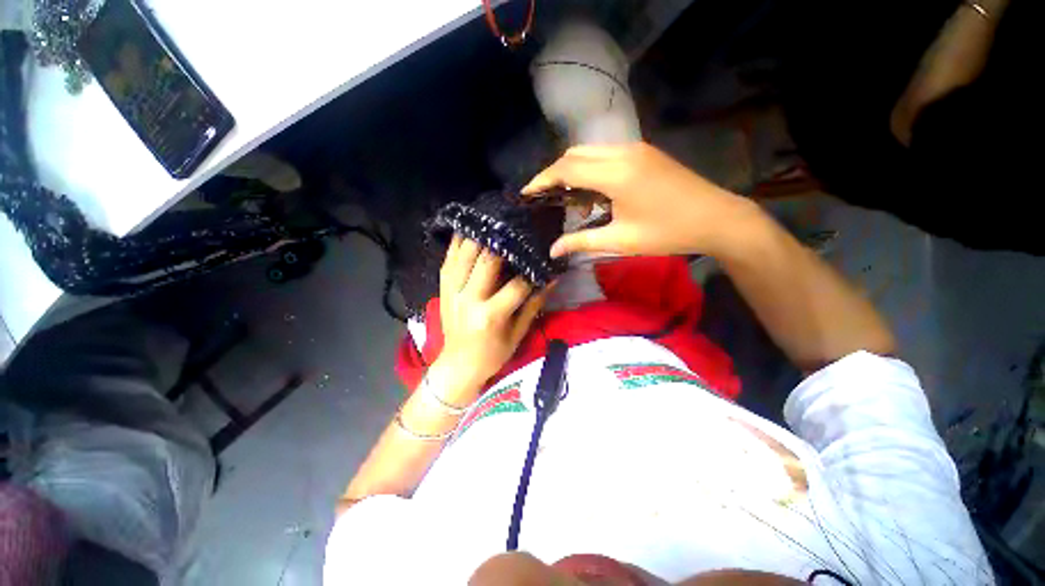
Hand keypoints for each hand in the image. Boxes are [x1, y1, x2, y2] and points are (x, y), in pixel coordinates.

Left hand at [435, 236, 549, 394]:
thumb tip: (552, 280)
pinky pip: (448, 259)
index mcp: (490, 316)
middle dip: (503, 243)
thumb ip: (534, 305)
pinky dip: (458, 242)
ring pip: (465, 254)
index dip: (532, 271)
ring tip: (494, 222)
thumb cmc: (492, 354)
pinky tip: (468, 228)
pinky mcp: (442, 288)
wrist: (458, 365)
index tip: (541, 259)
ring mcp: (451, 292)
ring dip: (480, 235)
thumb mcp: (518, 334)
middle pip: (487, 261)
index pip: (516, 285)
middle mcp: (468, 300)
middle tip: (516, 228)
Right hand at [522, 142, 760, 258]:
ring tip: (566, 198)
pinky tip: (592, 191)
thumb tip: (553, 249)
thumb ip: (581, 242)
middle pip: (575, 154)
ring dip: (572, 169)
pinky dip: (590, 168)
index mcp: (616, 174)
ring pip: (590, 151)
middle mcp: (623, 152)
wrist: (717, 218)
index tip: (527, 194)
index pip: (566, 169)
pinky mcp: (644, 152)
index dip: (543, 180)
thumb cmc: (667, 233)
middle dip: (554, 173)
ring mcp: (636, 149)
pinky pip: (606, 154)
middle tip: (544, 197)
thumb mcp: (620, 241)